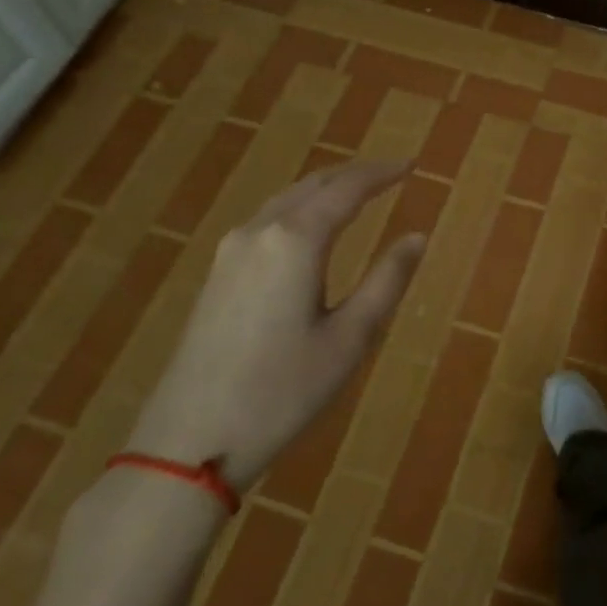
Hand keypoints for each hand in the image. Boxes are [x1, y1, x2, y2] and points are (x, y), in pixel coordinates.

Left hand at [124, 159, 424, 489]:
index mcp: (295, 241)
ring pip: (286, 200)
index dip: (382, 173)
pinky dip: (301, 209)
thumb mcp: (350, 338)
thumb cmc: (283, 391)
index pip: (347, 189)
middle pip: (313, 185)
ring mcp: (230, 251)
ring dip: (326, 189)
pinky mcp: (217, 274)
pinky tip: (312, 228)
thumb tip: (417, 237)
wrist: (189, 441)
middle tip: (391, 174)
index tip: (412, 164)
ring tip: (359, 193)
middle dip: (354, 174)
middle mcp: (259, 232)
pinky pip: (267, 220)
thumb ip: (387, 280)